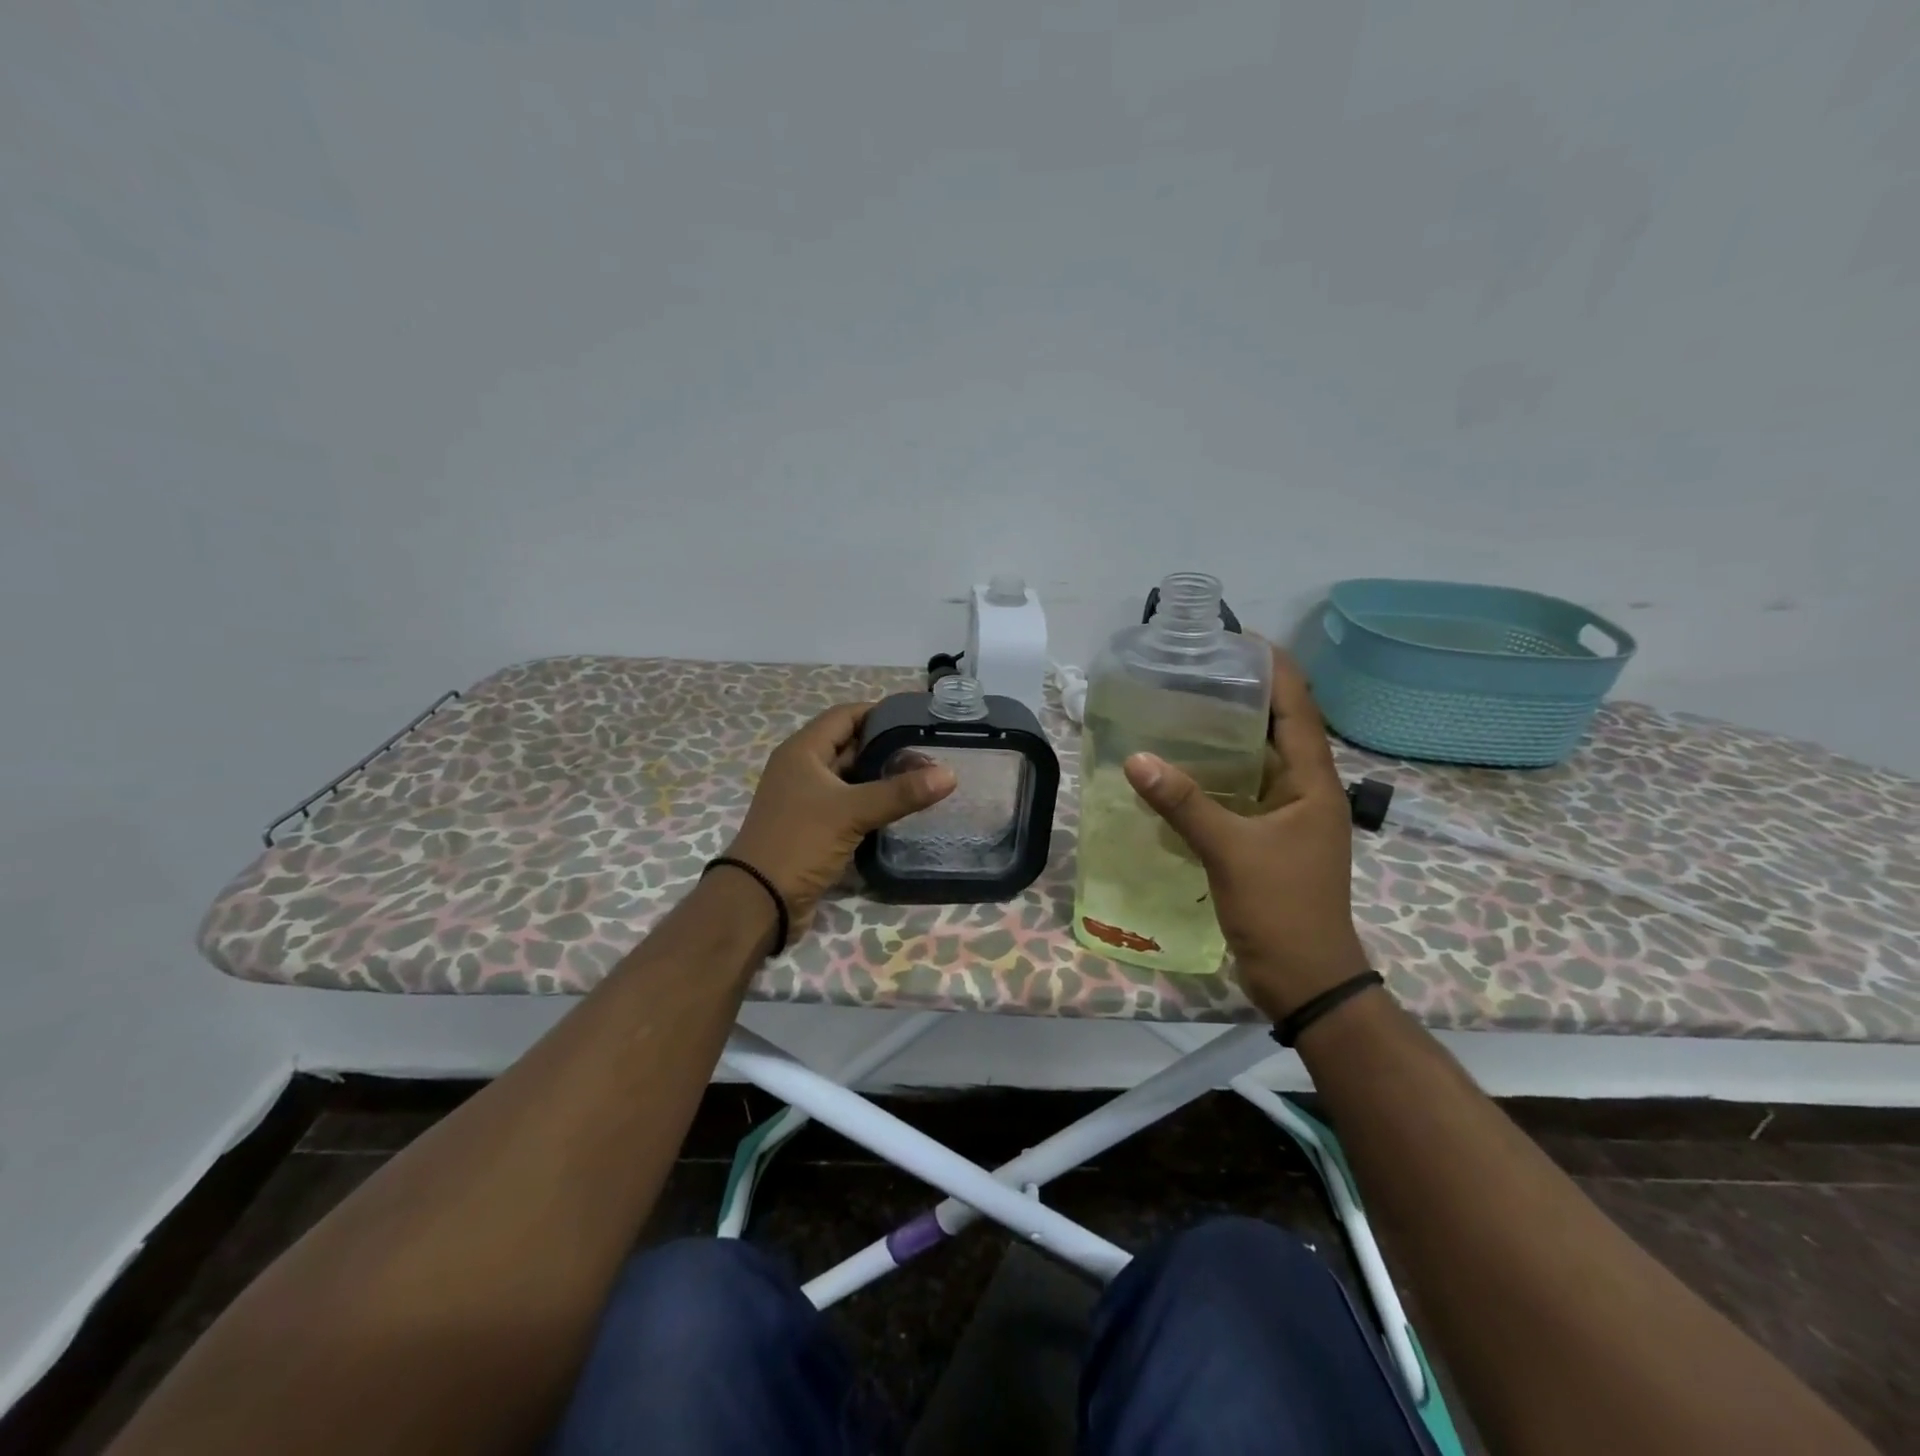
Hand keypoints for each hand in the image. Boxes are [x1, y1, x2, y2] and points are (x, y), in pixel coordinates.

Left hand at [727, 702, 956, 945]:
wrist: (760, 901)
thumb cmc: (800, 842)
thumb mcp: (852, 812)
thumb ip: (900, 792)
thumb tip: (950, 774)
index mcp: (802, 751)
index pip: (844, 715)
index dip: (879, 712)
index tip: (917, 718)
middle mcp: (802, 769)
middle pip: (849, 745)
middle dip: (886, 746)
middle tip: (929, 751)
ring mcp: (806, 799)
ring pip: (850, 777)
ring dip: (880, 776)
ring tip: (922, 777)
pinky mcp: (813, 826)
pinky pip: (847, 804)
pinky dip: (871, 802)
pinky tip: (900, 808)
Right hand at [1122, 649, 1368, 1019]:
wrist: (1305, 979)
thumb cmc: (1282, 909)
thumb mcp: (1231, 851)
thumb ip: (1184, 803)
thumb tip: (1136, 759)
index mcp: (1314, 783)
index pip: (1299, 708)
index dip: (1274, 669)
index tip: (1236, 640)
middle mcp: (1305, 791)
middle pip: (1278, 728)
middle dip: (1243, 696)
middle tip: (1193, 672)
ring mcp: (1288, 817)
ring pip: (1257, 761)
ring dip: (1227, 736)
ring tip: (1181, 710)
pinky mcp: (1268, 840)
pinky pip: (1241, 793)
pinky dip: (1215, 776)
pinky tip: (1180, 770)